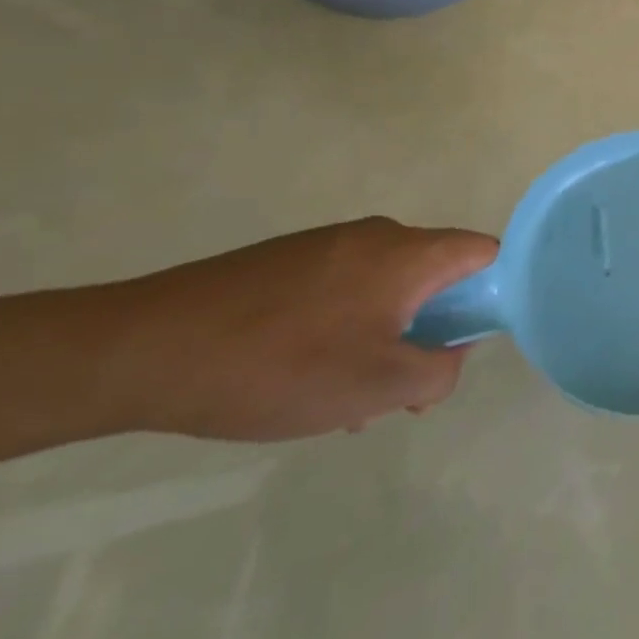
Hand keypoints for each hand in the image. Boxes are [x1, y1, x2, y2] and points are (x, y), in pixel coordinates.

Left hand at [102, 218, 498, 440]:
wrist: (144, 349)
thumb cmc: (280, 366)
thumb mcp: (376, 387)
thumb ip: (438, 372)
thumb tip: (449, 357)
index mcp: (410, 253)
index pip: (485, 253)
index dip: (495, 294)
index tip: (468, 344)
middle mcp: (378, 236)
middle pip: (436, 275)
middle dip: (432, 332)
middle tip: (402, 390)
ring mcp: (329, 245)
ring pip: (387, 289)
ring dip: (385, 339)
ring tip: (344, 401)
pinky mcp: (289, 262)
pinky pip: (345, 290)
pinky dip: (346, 329)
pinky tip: (303, 380)